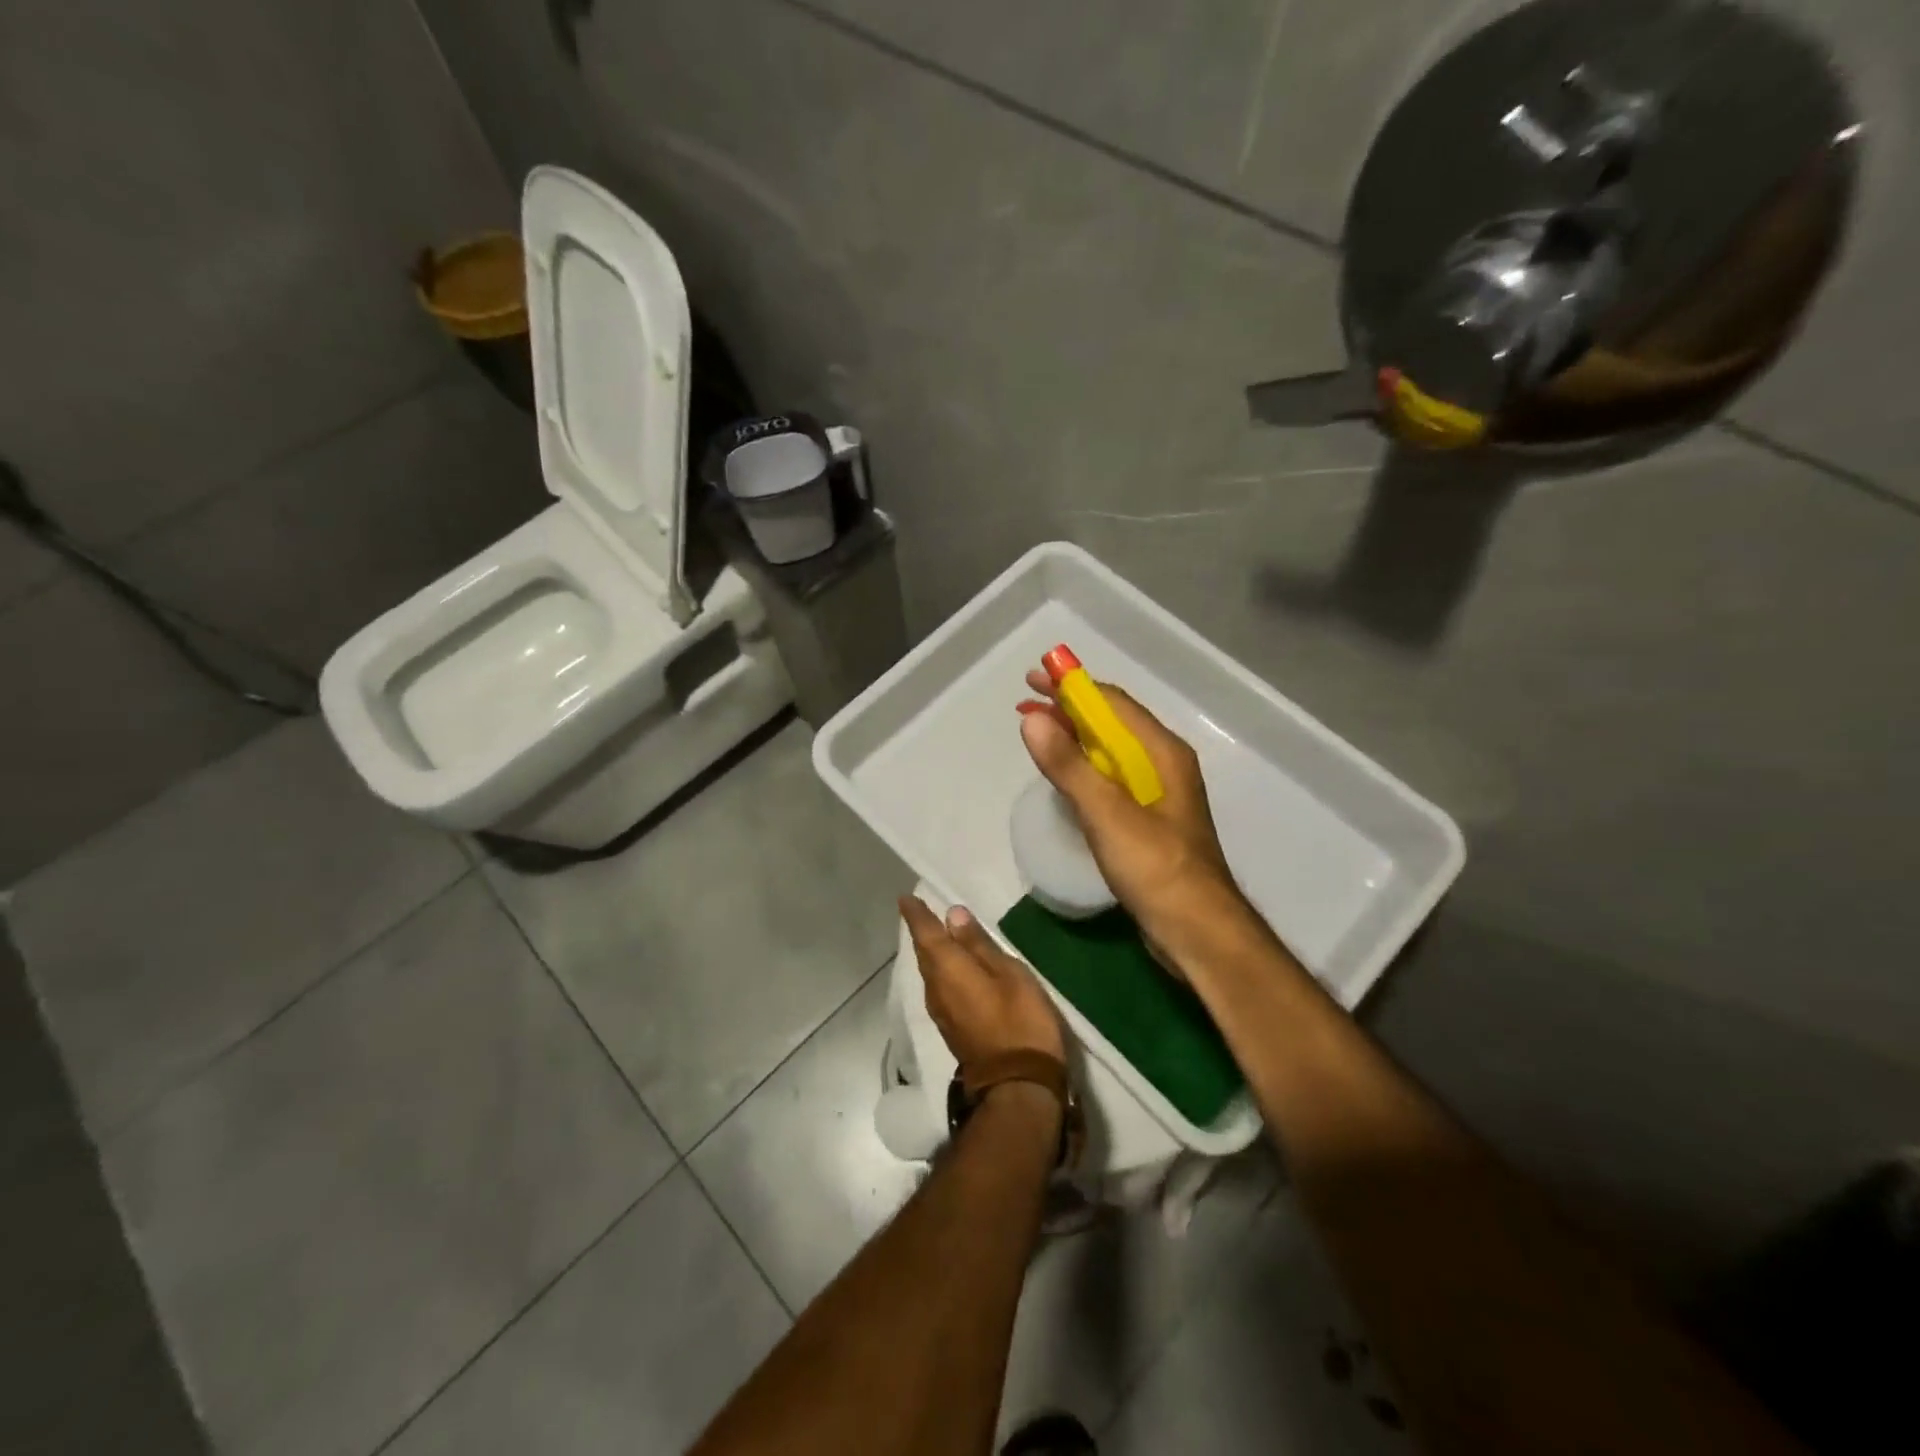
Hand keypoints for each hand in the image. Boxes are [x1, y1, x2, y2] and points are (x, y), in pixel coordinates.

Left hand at [899, 896, 1065, 1067]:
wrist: (1017, 1085)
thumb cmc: (1019, 1021)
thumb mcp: (1008, 974)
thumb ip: (978, 945)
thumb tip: (953, 914)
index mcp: (948, 969)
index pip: (926, 934)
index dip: (916, 915)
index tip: (906, 898)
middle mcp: (936, 989)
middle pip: (924, 954)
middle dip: (922, 932)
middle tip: (921, 911)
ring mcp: (941, 1012)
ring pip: (930, 972)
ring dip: (931, 952)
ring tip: (938, 934)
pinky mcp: (951, 1028)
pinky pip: (939, 987)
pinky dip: (941, 971)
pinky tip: (952, 968)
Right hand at [1017, 668, 1252, 959]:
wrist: (1197, 931)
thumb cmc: (1156, 868)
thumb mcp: (1107, 813)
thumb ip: (1069, 766)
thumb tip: (1033, 720)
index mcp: (1162, 753)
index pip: (1113, 703)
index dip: (1073, 686)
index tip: (1035, 678)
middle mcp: (1163, 764)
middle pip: (1112, 723)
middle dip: (1070, 709)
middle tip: (1028, 703)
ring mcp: (1158, 794)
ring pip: (1111, 751)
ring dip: (1075, 737)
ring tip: (1039, 731)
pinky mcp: (1149, 821)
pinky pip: (1112, 779)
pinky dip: (1084, 767)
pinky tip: (1066, 776)